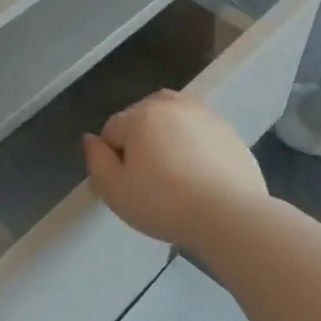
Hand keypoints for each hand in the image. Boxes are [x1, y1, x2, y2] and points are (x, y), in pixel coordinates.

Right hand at [82, 90, 268, 250]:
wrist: (229, 215)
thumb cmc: (164, 204)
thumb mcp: (115, 191)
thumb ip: (96, 161)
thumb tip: (90, 139)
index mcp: (140, 116)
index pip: (112, 130)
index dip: (113, 158)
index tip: (127, 185)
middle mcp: (170, 105)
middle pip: (141, 116)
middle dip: (139, 140)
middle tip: (149, 178)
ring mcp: (203, 114)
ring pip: (171, 117)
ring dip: (165, 135)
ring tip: (173, 170)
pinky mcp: (228, 129)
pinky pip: (198, 130)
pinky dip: (193, 143)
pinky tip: (199, 173)